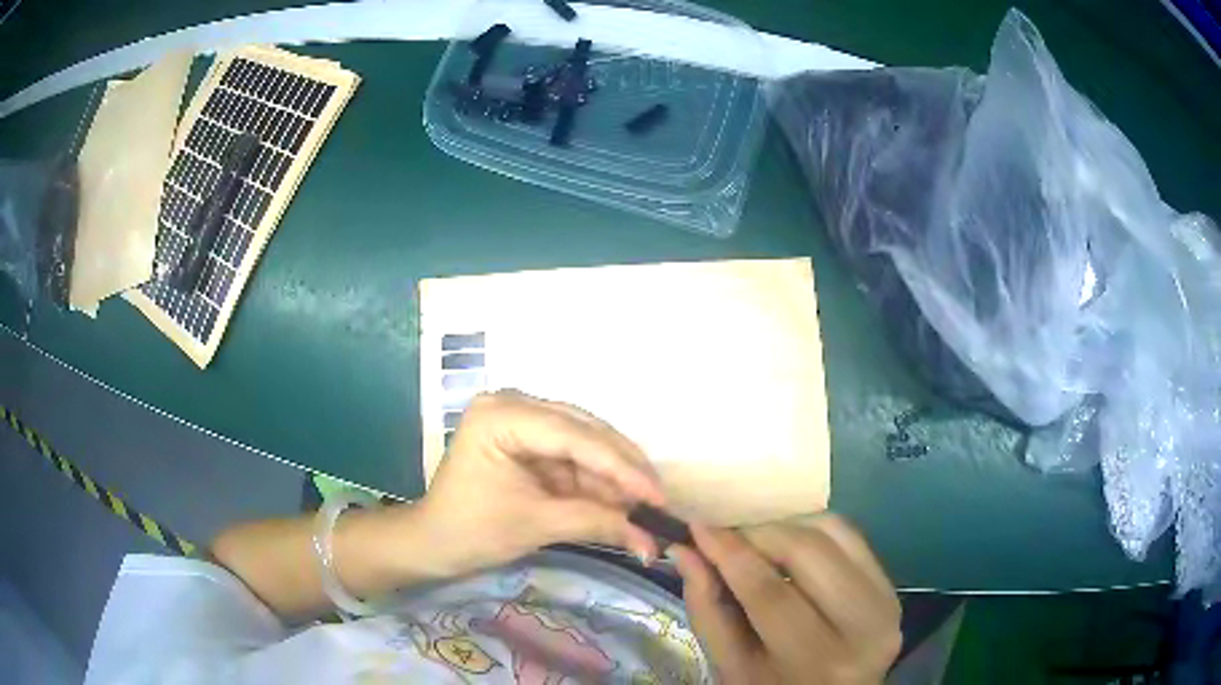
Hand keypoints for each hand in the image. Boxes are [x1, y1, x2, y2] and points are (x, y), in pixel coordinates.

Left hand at [413, 390, 666, 577]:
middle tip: (658, 502)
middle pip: (585, 433)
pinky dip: (596, 483)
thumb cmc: (470, 531)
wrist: (432, 544)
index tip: (657, 498)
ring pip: (585, 445)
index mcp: (501, 415)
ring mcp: (521, 421)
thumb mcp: (535, 524)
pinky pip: (573, 459)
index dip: (621, 468)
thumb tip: (651, 541)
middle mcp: (514, 405)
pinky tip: (621, 503)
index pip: (574, 437)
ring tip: (646, 509)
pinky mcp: (529, 442)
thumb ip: (596, 523)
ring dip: (614, 479)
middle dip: (623, 471)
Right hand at [673, 517, 901, 683]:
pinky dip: (815, 529)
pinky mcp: (892, 587)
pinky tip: (790, 540)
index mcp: (815, 660)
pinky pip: (852, 537)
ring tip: (754, 535)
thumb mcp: (731, 664)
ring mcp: (886, 603)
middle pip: (808, 552)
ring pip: (834, 533)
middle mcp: (863, 628)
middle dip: (759, 530)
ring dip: (787, 525)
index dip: (730, 552)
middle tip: (725, 528)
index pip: (770, 593)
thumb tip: (685, 548)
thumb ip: (707, 607)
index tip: (698, 524)